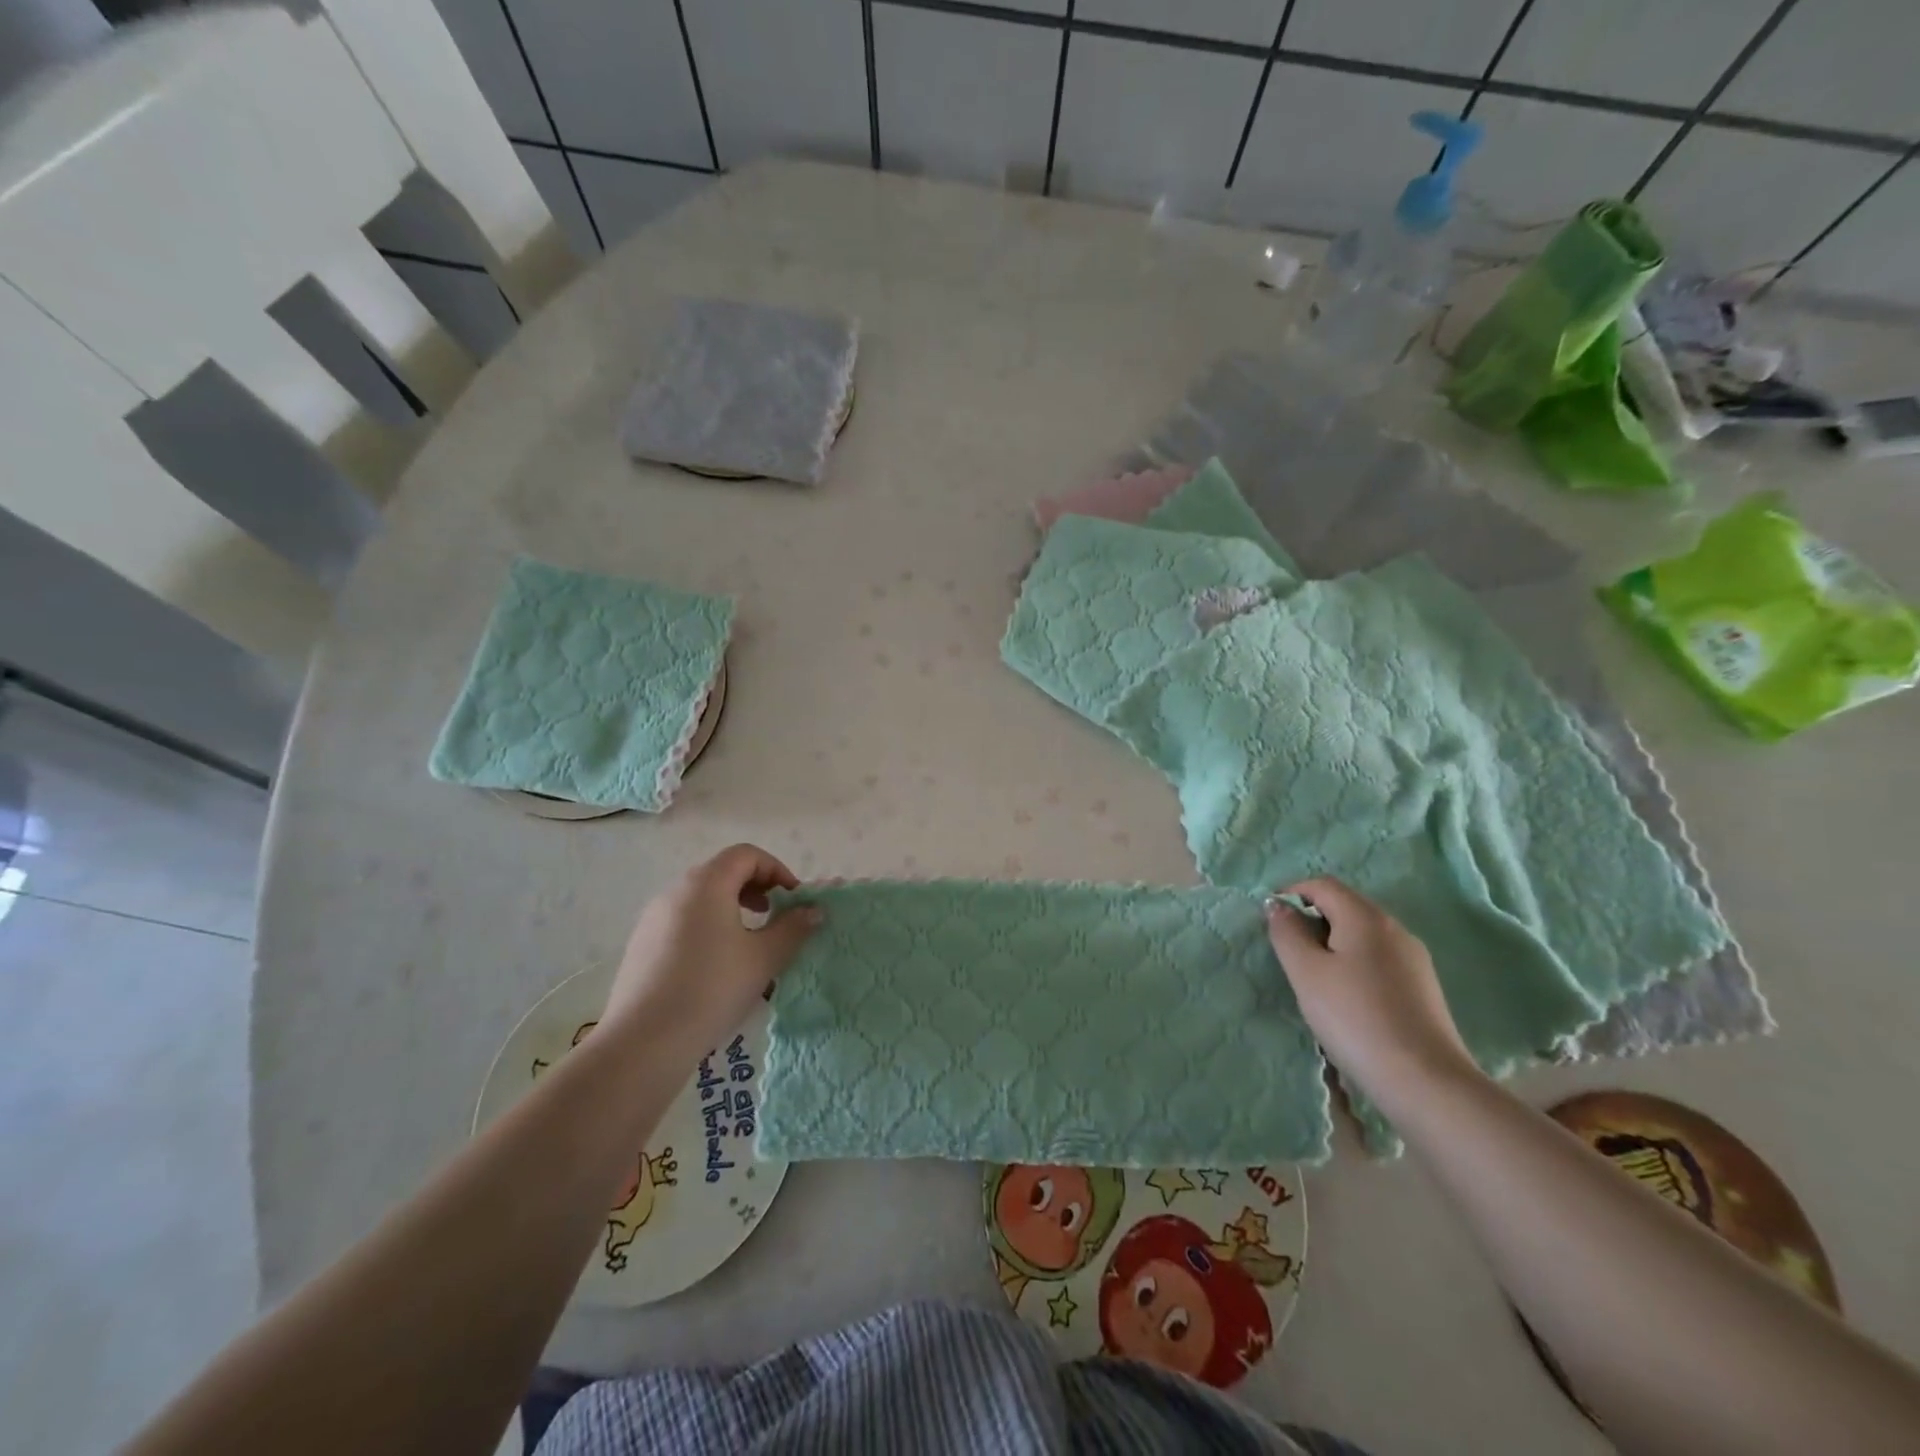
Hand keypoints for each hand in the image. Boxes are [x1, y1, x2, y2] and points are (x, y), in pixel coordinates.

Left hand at [603, 844, 820, 1049]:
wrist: (643, 1041)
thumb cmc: (712, 988)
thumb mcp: (764, 958)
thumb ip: (793, 928)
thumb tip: (814, 910)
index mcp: (706, 883)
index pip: (746, 855)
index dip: (776, 870)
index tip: (793, 900)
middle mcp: (675, 891)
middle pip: (722, 872)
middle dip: (756, 889)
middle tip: (776, 917)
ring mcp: (653, 918)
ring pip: (702, 898)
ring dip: (733, 909)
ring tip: (750, 944)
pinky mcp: (641, 945)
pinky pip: (683, 921)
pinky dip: (708, 928)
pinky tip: (717, 967)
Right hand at [1264, 877, 1478, 1108]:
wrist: (1424, 1080)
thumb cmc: (1354, 1017)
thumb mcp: (1305, 973)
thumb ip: (1287, 933)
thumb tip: (1279, 906)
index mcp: (1365, 917)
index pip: (1323, 885)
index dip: (1292, 892)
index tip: (1271, 919)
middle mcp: (1394, 928)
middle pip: (1346, 906)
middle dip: (1312, 918)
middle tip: (1289, 951)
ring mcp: (1414, 958)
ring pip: (1363, 934)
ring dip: (1333, 942)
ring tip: (1314, 977)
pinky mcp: (1423, 987)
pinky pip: (1379, 958)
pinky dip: (1355, 963)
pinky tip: (1347, 997)